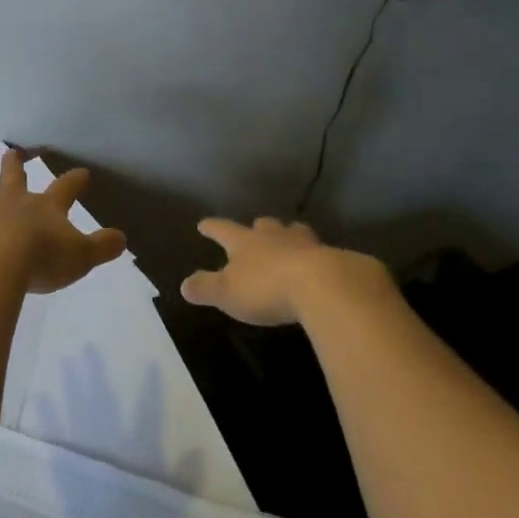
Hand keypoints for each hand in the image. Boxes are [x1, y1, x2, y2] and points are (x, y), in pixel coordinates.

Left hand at [0, 150, 128, 294]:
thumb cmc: (40, 261)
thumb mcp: (80, 258)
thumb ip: (102, 248)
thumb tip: (122, 239)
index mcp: (46, 208)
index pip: (65, 189)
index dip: (74, 181)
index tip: (81, 173)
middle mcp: (14, 200)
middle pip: (16, 177)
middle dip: (17, 166)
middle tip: (14, 153)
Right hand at [180, 217, 397, 326]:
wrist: (325, 287)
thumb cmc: (267, 288)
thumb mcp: (227, 293)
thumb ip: (205, 288)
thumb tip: (184, 285)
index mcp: (246, 242)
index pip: (223, 230)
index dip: (212, 228)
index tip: (204, 224)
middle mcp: (275, 236)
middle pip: (264, 226)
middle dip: (258, 228)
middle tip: (256, 229)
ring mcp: (307, 244)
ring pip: (295, 233)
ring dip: (290, 236)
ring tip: (291, 241)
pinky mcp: (334, 259)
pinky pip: (322, 253)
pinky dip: (318, 257)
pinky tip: (320, 267)